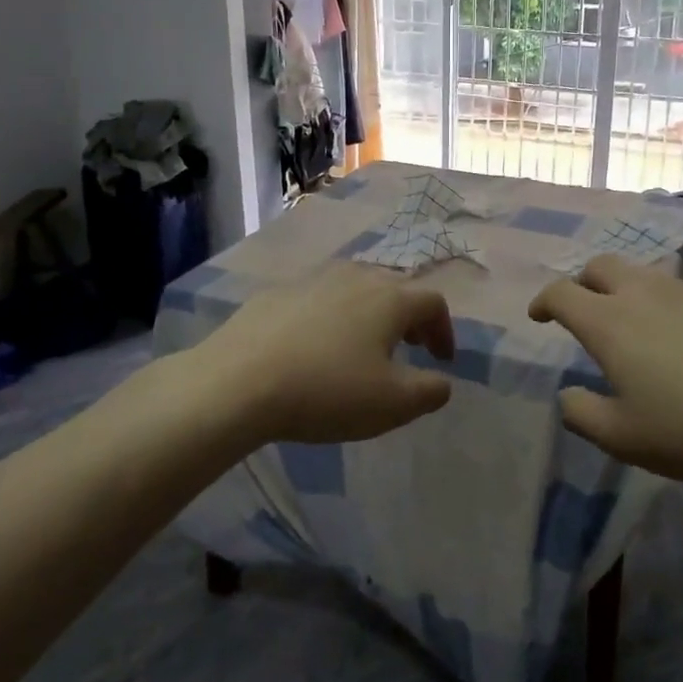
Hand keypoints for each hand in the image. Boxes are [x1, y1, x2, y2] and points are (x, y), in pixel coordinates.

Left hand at [196, 262, 456, 446]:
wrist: (238, 381)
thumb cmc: (327, 391)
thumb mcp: (393, 404)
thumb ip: (430, 391)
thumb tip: (441, 382)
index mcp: (390, 299)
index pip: (433, 302)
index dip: (444, 330)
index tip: (441, 360)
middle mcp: (356, 277)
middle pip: (395, 287)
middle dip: (409, 317)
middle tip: (408, 346)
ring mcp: (313, 280)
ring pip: (355, 287)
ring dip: (370, 312)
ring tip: (362, 344)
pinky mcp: (276, 292)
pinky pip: (318, 298)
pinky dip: (330, 316)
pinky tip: (314, 346)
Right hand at [528, 255, 682, 487]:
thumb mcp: (625, 439)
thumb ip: (583, 416)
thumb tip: (567, 395)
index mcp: (610, 323)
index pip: (562, 294)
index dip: (544, 301)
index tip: (539, 316)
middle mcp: (645, 295)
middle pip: (602, 266)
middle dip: (583, 282)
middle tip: (584, 308)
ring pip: (647, 274)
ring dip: (629, 289)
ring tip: (637, 324)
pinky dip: (673, 305)